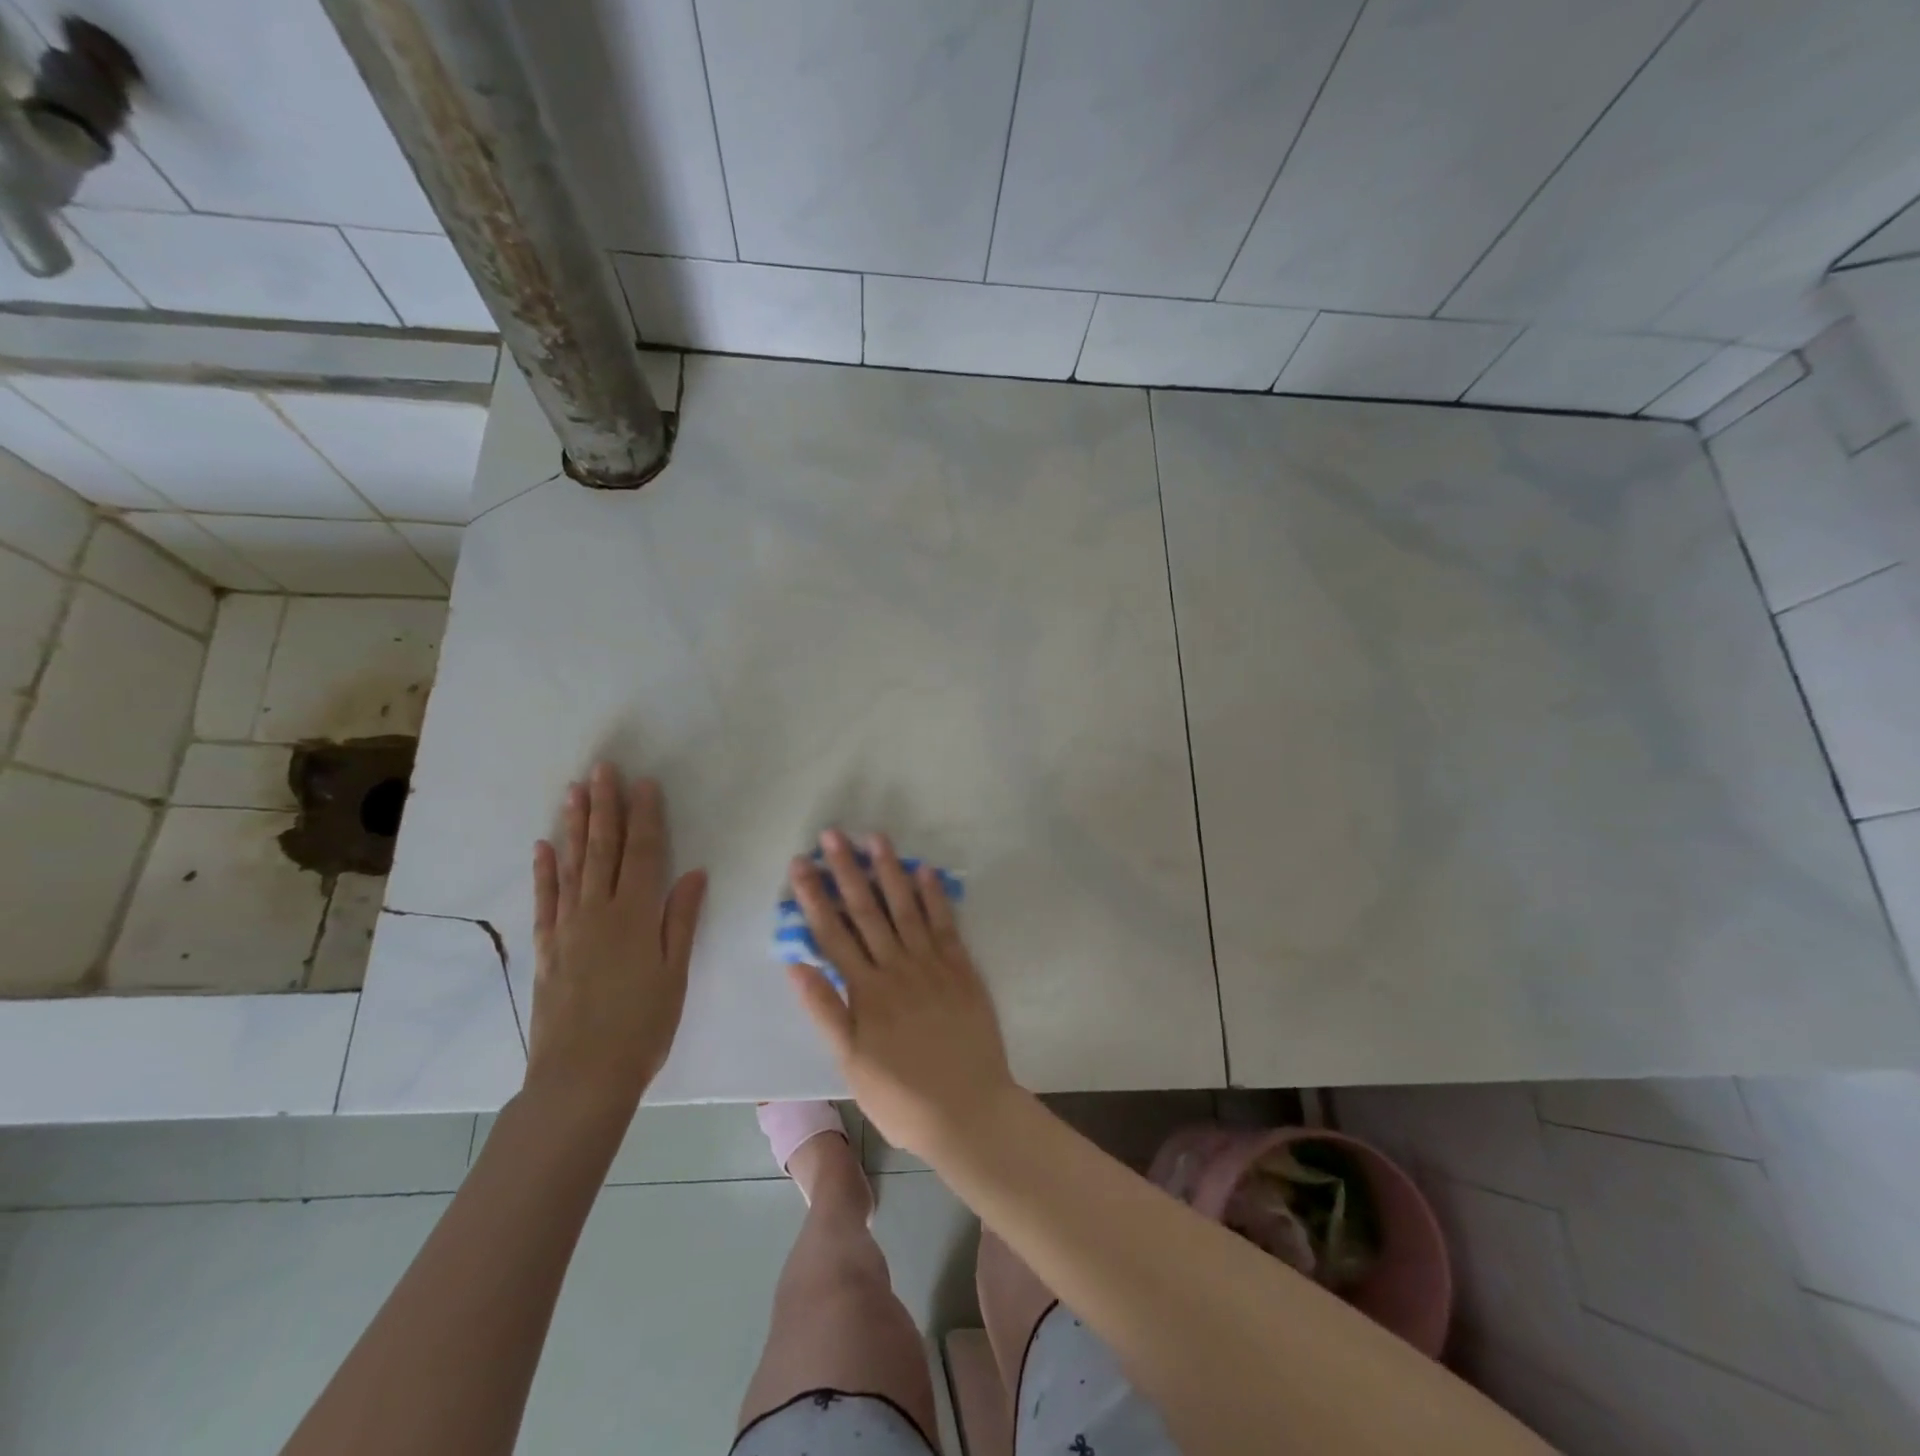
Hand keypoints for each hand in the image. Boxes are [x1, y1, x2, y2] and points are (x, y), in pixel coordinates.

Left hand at [526, 763, 706, 1120]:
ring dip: (574, 826)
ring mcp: (567, 928)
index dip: (645, 816)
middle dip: (604, 806)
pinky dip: (544, 871)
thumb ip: (681, 919)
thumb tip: (693, 873)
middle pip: (602, 849)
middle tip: (601, 769)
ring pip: (571, 865)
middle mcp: (598, 912)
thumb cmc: (643, 1025)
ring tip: (573, 791)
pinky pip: (545, 900)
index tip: (644, 783)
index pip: (642, 853)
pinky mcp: (547, 949)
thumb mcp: (674, 973)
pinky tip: (543, 846)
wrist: (582, 1076)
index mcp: (635, 916)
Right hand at [787, 829, 1017, 1155]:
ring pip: (906, 908)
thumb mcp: (851, 1063)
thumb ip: (825, 1011)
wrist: (968, 1110)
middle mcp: (897, 967)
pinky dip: (935, 896)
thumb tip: (796, 965)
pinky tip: (925, 871)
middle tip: (833, 835)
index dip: (815, 897)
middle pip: (867, 910)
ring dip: (890, 871)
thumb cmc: (901, 1095)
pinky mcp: (961, 969)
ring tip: (876, 838)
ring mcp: (932, 964)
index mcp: (866, 991)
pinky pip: (946, 925)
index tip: (802, 865)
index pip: (833, 934)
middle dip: (847, 870)